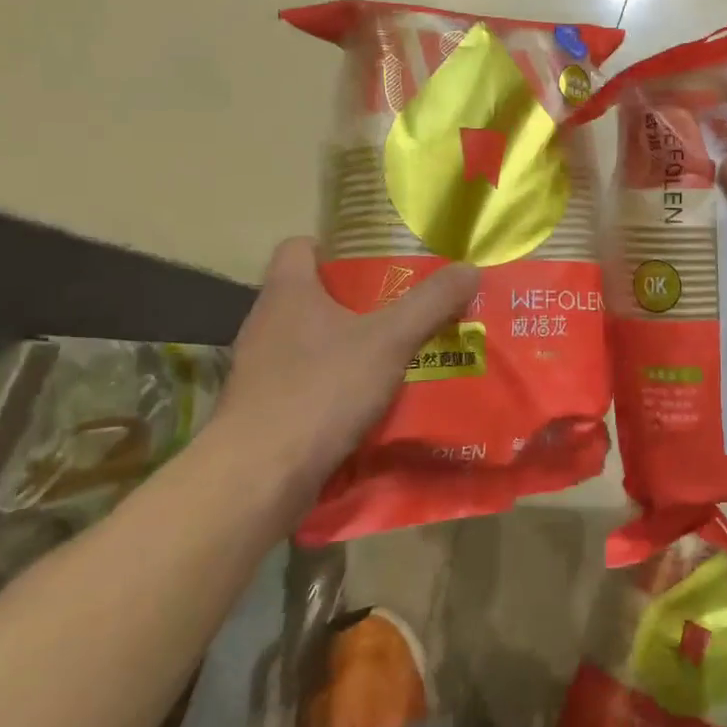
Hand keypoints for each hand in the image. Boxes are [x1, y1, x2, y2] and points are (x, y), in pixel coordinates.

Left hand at [216, 238, 477, 514]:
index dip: (334, 248)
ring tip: (395, 354)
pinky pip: (305, 382)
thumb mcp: (390, 340)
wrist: (257, 479)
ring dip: (348, 345)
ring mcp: (260, 370)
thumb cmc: (320, 390)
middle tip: (402, 307)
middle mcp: (266, 323)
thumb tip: (470, 268)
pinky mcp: (262, 410)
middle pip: (311, 295)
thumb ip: (431, 303)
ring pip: (310, 341)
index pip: (298, 247)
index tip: (375, 261)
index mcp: (287, 292)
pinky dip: (334, 385)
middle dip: (356, 300)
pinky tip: (369, 400)